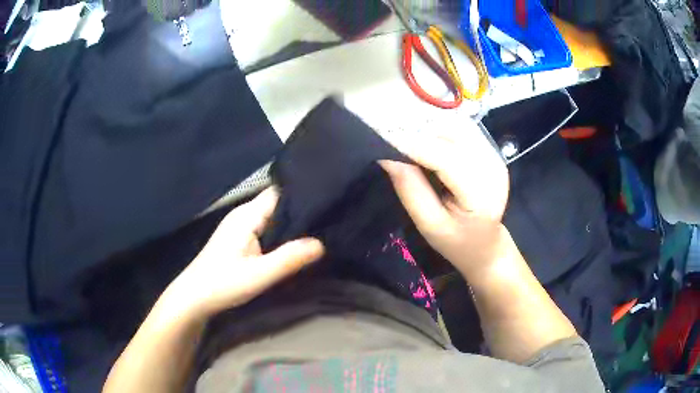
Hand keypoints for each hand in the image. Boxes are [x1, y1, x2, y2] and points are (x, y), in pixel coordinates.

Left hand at [162, 188, 323, 319]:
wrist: (194, 297)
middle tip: (328, 218)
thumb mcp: (259, 275)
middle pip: (277, 203)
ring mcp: (239, 226)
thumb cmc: (223, 284)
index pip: (279, 192)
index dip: (302, 193)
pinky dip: (280, 233)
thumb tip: (322, 244)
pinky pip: (265, 228)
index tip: (327, 200)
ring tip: (319, 229)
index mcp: (246, 215)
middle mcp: (243, 214)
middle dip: (301, 210)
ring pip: (271, 217)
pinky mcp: (239, 238)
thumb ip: (289, 259)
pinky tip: (294, 243)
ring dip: (291, 223)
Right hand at [379, 123, 508, 277]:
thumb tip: (387, 157)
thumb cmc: (456, 242)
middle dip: (418, 135)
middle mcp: (493, 168)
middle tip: (390, 142)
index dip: (412, 145)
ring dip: (429, 131)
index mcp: (481, 194)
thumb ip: (411, 190)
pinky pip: (463, 132)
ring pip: (457, 129)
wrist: (485, 246)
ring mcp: (495, 157)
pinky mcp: (491, 152)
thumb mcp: (429, 225)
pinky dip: (441, 133)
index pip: (445, 159)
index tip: (381, 139)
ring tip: (408, 144)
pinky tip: (428, 144)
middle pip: (452, 138)